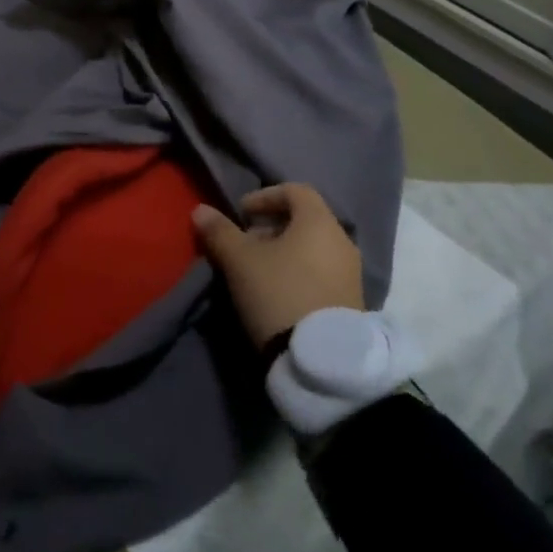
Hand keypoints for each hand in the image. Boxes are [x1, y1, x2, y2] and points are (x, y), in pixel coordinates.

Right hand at [192, 184, 363, 348]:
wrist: (322, 361)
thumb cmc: (279, 293)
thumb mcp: (239, 260)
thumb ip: (219, 231)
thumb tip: (201, 210)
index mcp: (319, 222)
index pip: (295, 191)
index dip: (265, 196)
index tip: (241, 214)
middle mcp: (342, 241)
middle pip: (305, 220)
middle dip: (271, 227)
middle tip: (245, 244)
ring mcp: (351, 273)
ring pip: (313, 248)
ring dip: (284, 252)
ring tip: (257, 271)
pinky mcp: (352, 302)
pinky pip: (322, 272)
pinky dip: (299, 272)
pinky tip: (278, 292)